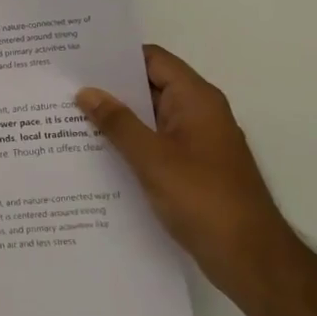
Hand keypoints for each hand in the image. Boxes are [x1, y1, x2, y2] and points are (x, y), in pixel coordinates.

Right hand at [76, 44, 292, 295]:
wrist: (251, 259)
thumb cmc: (203, 199)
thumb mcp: (153, 159)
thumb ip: (118, 123)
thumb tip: (87, 92)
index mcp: (196, 99)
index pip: (152, 60)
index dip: (116, 56)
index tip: (78, 59)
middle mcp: (199, 113)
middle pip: (150, 87)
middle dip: (110, 88)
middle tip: (65, 88)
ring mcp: (197, 142)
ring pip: (151, 118)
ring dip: (118, 119)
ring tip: (70, 118)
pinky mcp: (193, 169)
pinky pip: (156, 144)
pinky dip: (130, 144)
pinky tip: (98, 154)